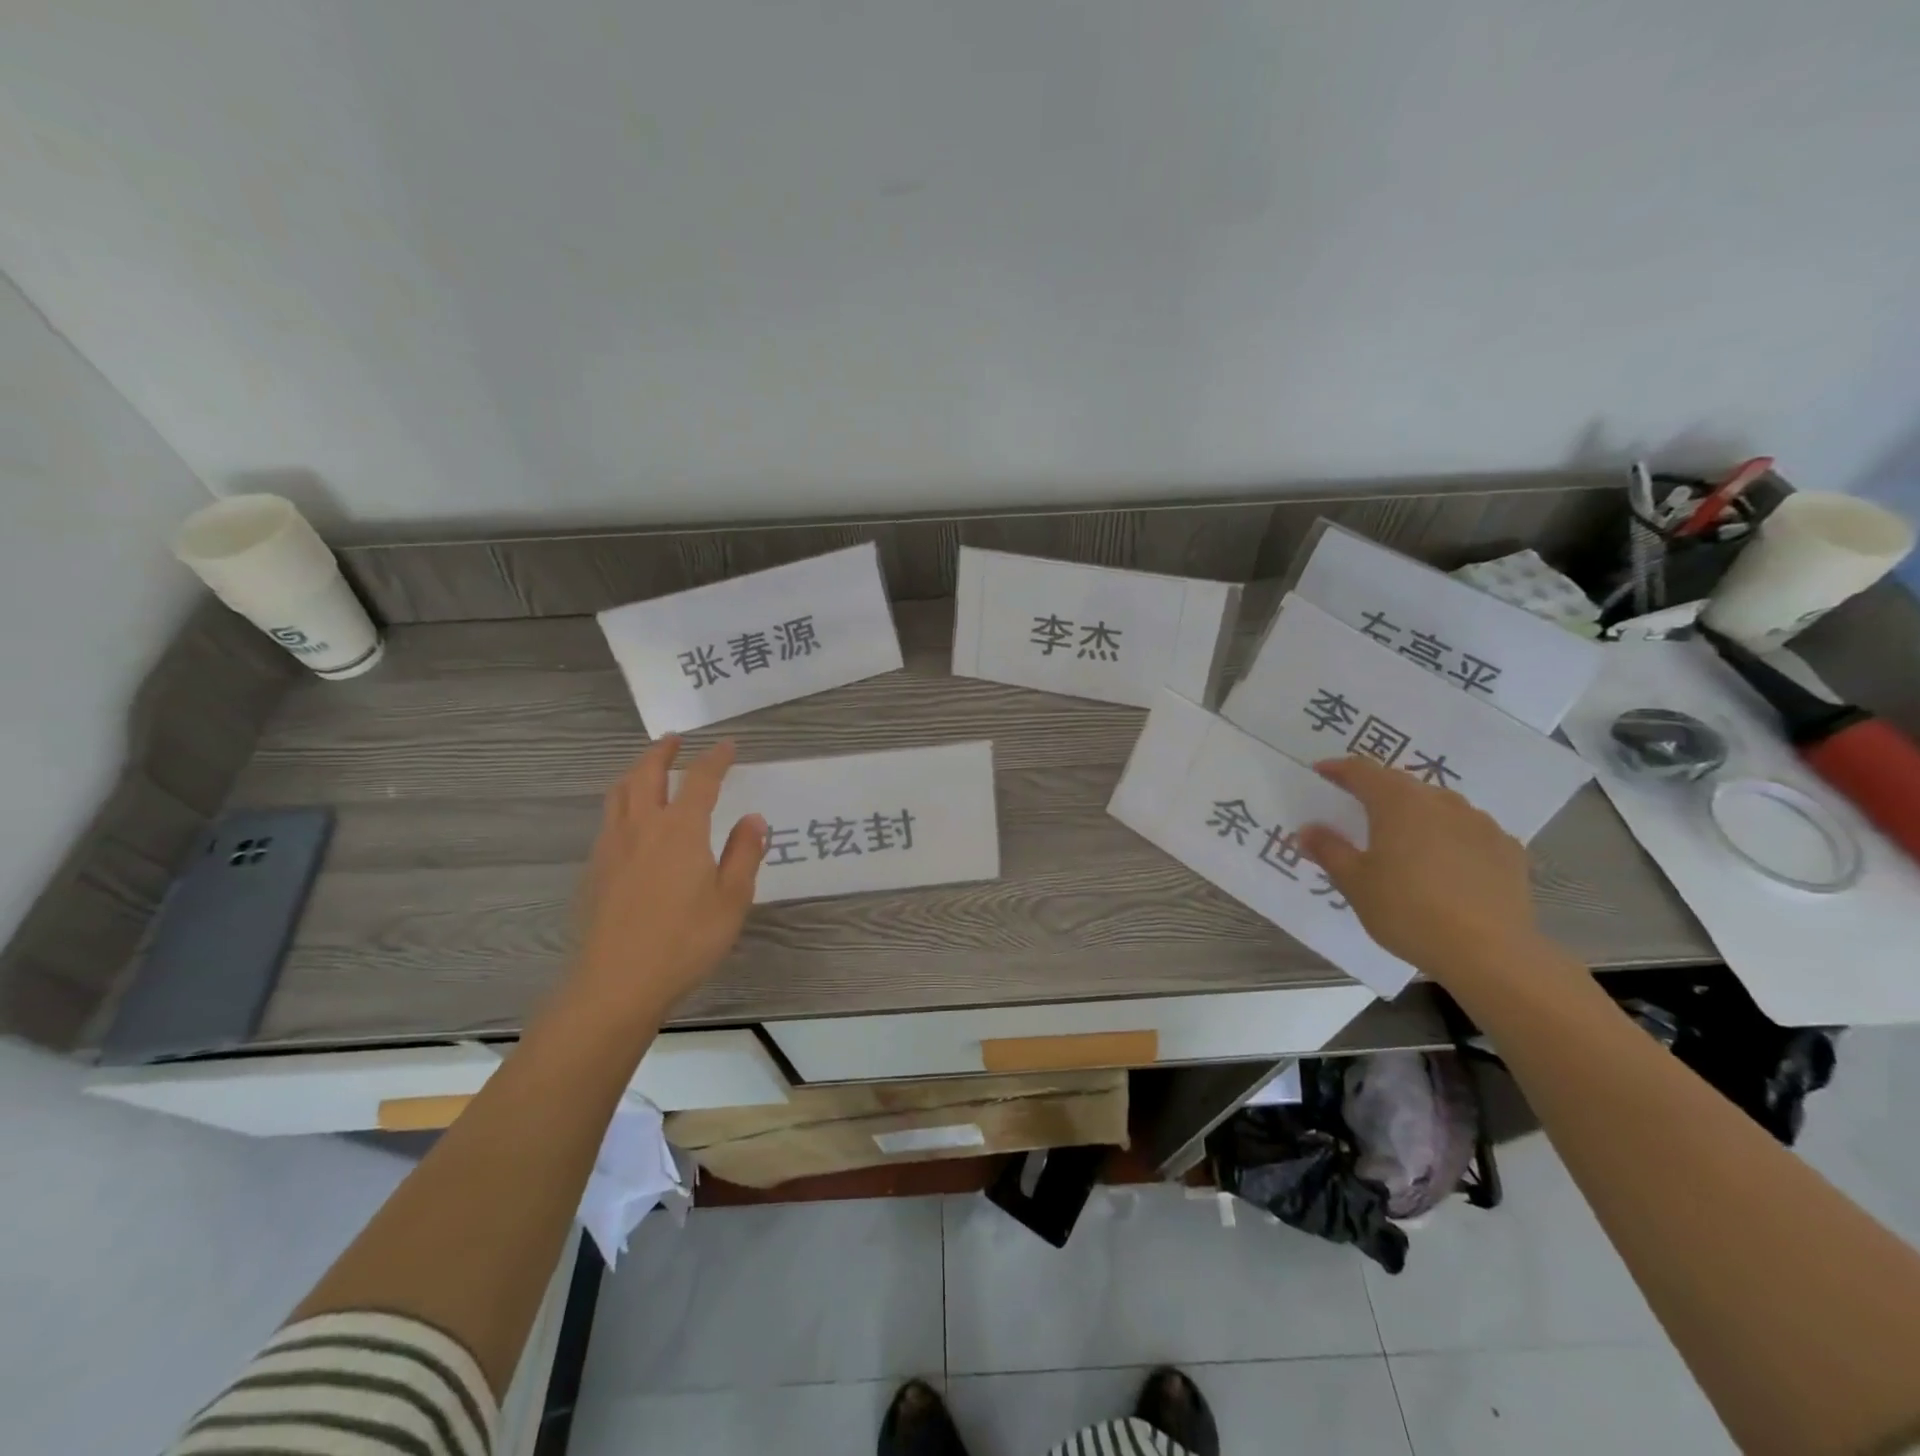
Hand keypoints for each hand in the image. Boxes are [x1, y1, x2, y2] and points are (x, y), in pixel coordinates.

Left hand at [567, 736, 765, 1025]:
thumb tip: (753, 819)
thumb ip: (744, 855)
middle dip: (662, 752)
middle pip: (647, 774)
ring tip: (648, 769)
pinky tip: (631, 820)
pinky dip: (622, 801)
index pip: (700, 780)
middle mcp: (643, 827)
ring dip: (635, 771)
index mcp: (681, 830)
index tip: (727, 746)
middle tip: (674, 741)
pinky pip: (608, 819)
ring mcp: (612, 847)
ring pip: (619, 792)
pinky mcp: (595, 869)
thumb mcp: (732, 900)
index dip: (715, 759)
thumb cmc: (685, 941)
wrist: (616, 983)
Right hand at [1298, 755, 1543, 984]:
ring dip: (1416, 811)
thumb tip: (1308, 829)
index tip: (1321, 773)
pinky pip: (1469, 830)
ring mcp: (1480, 823)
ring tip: (1403, 837)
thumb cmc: (1408, 911)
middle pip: (1402, 783)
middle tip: (1357, 809)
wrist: (1491, 954)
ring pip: (1439, 804)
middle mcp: (1441, 802)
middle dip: (1377, 790)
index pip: (1362, 771)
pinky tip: (1446, 862)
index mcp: (1398, 803)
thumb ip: (1329, 850)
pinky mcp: (1508, 850)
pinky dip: (1451, 835)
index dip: (1338, 769)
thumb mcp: (1355, 883)